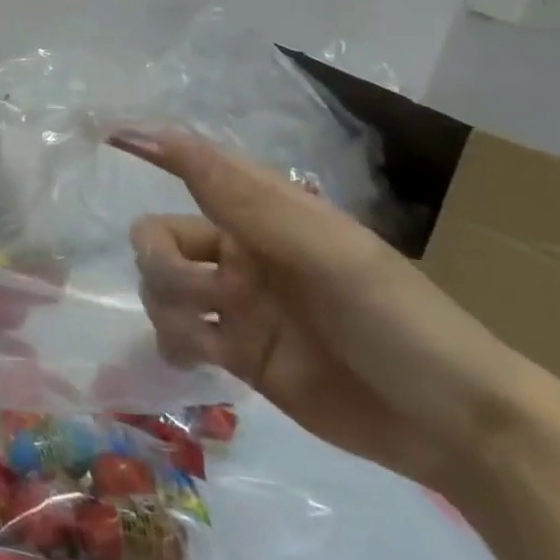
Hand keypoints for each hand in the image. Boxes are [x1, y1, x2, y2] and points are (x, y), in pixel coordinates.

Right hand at [113, 128, 546, 494]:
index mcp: (264, 212)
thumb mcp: (323, 251)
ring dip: (175, 308)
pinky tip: (203, 360)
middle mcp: (240, 249)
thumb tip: (164, 133)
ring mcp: (236, 303)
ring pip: (160, 287)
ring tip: (218, 339)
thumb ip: (238, 196)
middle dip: (166, 265)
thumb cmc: (396, 319)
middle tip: (213, 294)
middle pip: (157, 236)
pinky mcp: (236, 352)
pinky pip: (175, 334)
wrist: (453, 427)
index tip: (106, 133)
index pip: (194, 164)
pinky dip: (177, 343)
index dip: (151, 146)